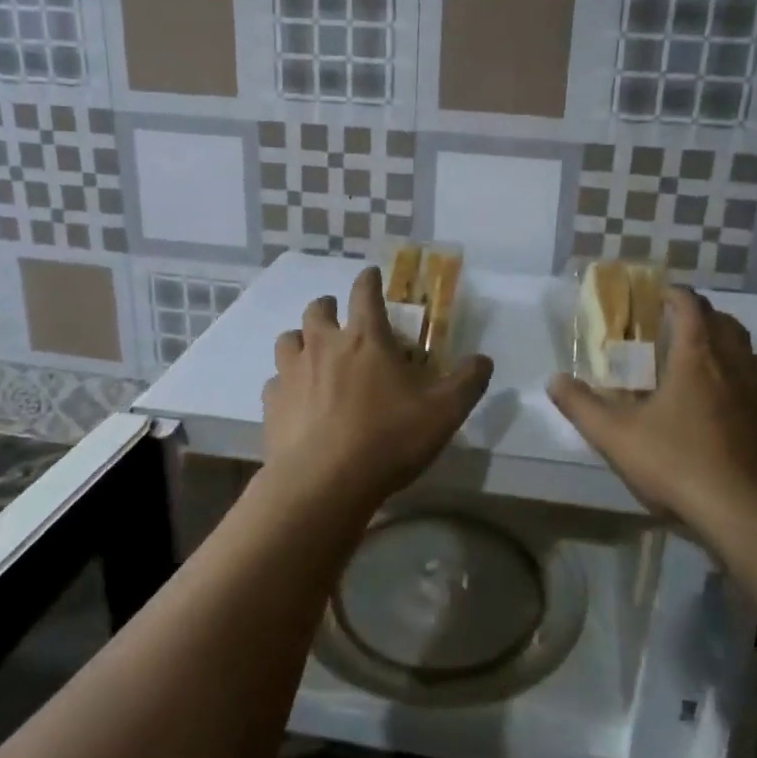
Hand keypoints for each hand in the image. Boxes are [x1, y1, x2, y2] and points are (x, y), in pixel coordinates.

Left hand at [263, 266, 493, 512]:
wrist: (324, 483)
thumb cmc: (388, 439)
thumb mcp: (444, 413)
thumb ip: (468, 382)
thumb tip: (484, 360)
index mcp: (366, 339)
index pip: (365, 293)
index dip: (369, 280)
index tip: (371, 274)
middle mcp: (324, 345)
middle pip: (318, 310)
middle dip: (328, 306)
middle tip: (337, 316)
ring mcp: (292, 373)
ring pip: (288, 339)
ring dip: (301, 339)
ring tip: (311, 352)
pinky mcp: (272, 403)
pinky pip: (274, 381)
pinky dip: (285, 383)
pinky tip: (295, 398)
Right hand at [548, 288, 756, 543]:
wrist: (750, 517)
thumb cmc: (678, 465)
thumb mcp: (615, 437)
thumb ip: (581, 406)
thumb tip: (554, 379)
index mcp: (697, 358)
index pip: (691, 307)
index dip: (675, 295)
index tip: (659, 296)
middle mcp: (738, 368)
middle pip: (729, 325)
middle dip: (706, 319)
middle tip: (682, 330)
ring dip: (739, 355)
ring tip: (718, 369)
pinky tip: (745, 420)